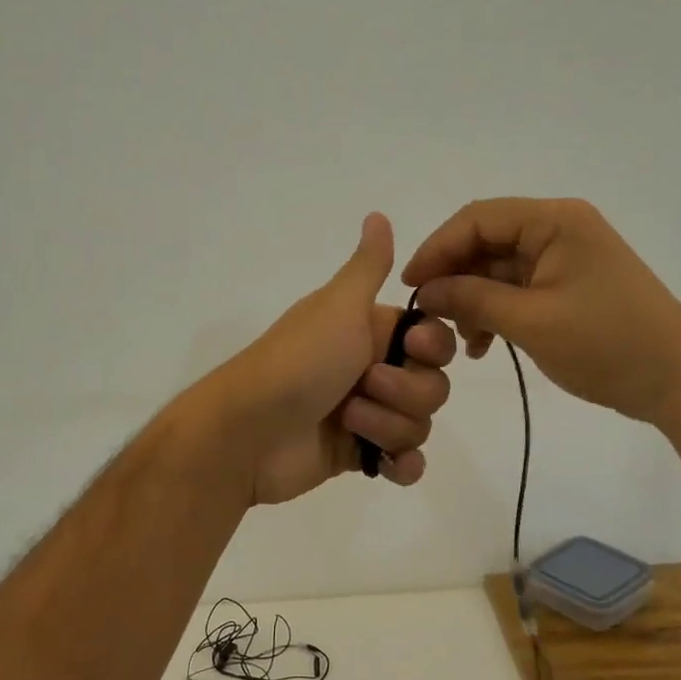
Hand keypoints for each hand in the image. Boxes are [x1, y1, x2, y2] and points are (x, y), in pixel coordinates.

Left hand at [208, 214, 455, 505]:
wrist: (248, 432)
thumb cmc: (299, 362)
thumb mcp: (338, 305)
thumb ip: (367, 266)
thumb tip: (377, 213)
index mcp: (368, 330)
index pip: (432, 338)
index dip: (432, 347)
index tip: (412, 348)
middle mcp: (370, 368)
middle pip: (432, 384)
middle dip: (406, 392)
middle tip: (364, 386)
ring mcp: (365, 415)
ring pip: (419, 423)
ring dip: (390, 426)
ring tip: (349, 423)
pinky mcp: (356, 455)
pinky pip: (404, 462)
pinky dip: (401, 465)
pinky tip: (386, 466)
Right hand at [402, 197, 680, 425]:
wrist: (680, 381)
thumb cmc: (607, 344)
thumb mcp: (531, 323)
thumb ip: (471, 300)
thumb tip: (423, 292)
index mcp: (555, 221)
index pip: (477, 219)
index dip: (437, 248)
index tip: (409, 287)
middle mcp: (559, 229)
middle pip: (486, 241)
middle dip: (453, 278)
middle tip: (427, 317)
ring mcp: (566, 258)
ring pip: (498, 268)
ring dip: (472, 299)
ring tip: (457, 340)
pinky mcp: (569, 285)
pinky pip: (518, 288)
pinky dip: (495, 311)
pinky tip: (482, 345)